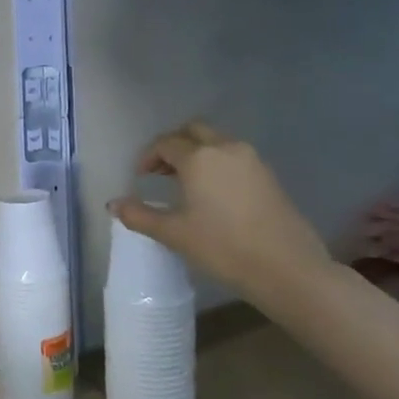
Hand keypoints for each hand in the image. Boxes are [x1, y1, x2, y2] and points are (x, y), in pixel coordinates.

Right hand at [109, 123, 330, 297]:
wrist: (286, 267)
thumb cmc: (222, 247)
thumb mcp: (174, 233)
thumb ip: (139, 216)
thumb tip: (113, 204)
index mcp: (199, 158)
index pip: (165, 143)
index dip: (147, 157)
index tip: (140, 178)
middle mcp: (226, 148)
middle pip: (193, 131)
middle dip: (173, 146)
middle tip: (160, 171)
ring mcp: (252, 160)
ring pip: (216, 142)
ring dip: (196, 153)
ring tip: (184, 184)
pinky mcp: (268, 175)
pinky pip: (234, 157)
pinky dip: (216, 164)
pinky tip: (212, 194)